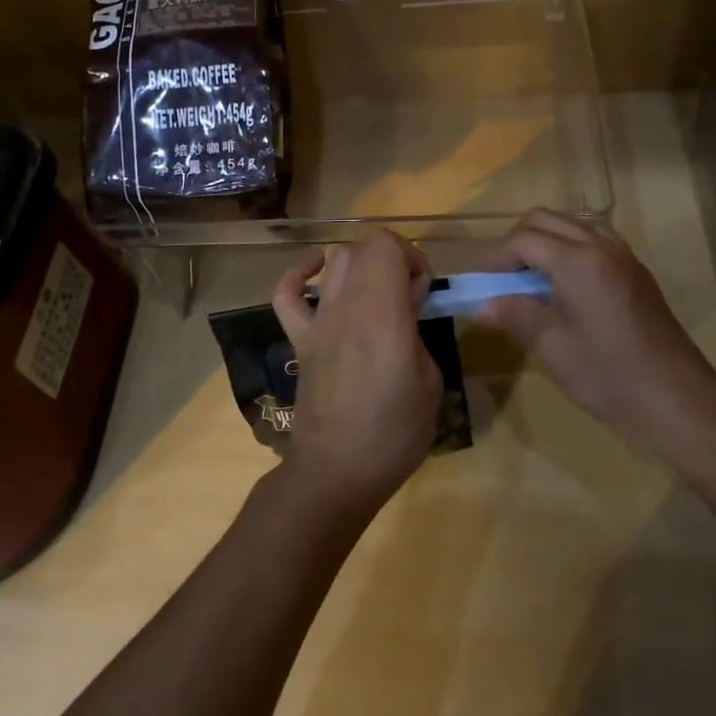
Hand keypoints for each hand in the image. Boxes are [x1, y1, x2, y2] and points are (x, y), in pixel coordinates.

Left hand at [271, 230, 441, 514]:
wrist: (337, 471)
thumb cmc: (394, 430)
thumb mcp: (430, 379)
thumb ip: (418, 331)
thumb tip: (408, 309)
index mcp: (382, 311)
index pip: (386, 245)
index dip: (411, 256)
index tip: (424, 290)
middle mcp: (346, 304)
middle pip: (363, 248)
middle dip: (392, 259)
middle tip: (408, 295)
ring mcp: (317, 320)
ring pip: (333, 261)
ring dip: (359, 265)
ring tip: (375, 293)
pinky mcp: (299, 339)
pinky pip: (286, 293)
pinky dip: (299, 274)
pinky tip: (316, 276)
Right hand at [482, 210, 715, 453]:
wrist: (678, 401)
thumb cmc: (609, 375)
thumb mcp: (552, 346)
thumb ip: (514, 314)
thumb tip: (481, 303)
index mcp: (576, 259)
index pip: (523, 239)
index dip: (496, 258)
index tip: (481, 285)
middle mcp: (600, 245)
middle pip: (546, 220)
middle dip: (518, 242)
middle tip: (504, 279)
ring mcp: (623, 256)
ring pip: (573, 225)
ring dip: (546, 242)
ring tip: (532, 280)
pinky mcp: (637, 272)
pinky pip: (595, 240)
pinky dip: (571, 249)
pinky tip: (566, 288)